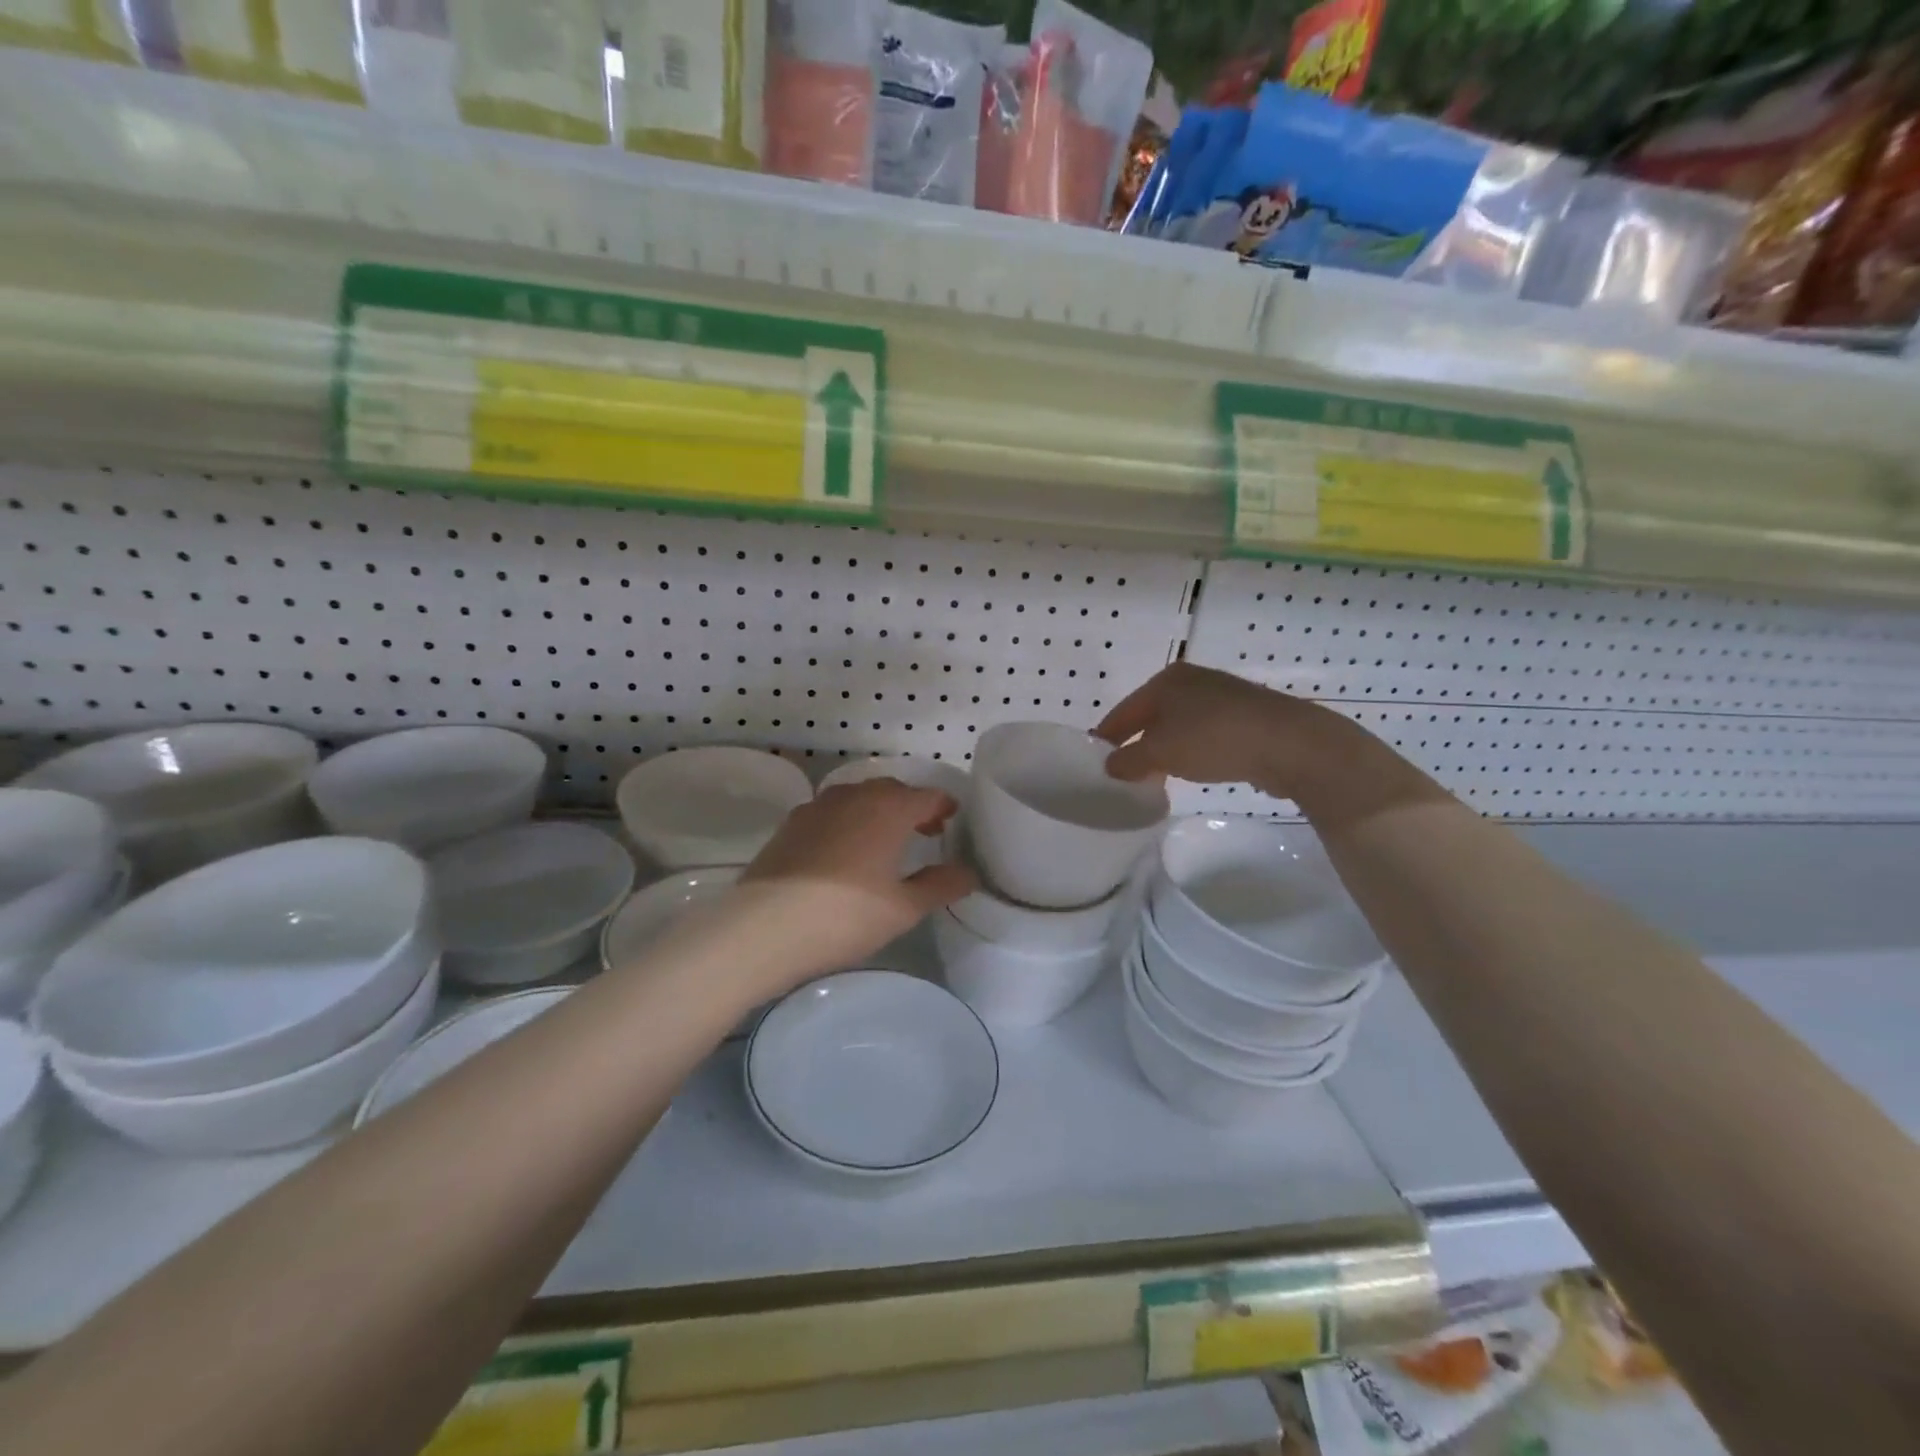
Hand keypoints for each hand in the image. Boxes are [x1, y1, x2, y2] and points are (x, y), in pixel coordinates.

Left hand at [734, 779, 974, 985]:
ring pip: (858, 798)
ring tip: (884, 840)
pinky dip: (847, 822)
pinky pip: (830, 812)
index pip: (927, 796)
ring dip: (877, 811)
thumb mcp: (903, 908)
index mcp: (889, 808)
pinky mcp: (790, 824)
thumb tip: (968, 873)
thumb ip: (940, 886)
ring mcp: (817, 807)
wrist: (764, 927)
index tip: (952, 818)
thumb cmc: (846, 915)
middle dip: (912, 806)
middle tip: (925, 831)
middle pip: (892, 791)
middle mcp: (854, 796)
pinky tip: (844, 851)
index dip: (944, 806)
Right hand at [1095, 664, 1439, 823]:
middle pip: (1152, 715)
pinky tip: (1196, 769)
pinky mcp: (1248, 715)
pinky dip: (1194, 750)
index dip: (1107, 736)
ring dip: (1167, 748)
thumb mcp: (1160, 752)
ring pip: (1181, 724)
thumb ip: (1129, 760)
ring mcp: (1224, 695)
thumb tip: (1111, 766)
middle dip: (1137, 742)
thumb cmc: (1213, 739)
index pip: (1124, 710)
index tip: (1095, 759)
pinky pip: (1207, 733)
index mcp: (1166, 680)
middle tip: (1124, 771)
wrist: (1290, 743)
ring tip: (1158, 774)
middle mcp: (1193, 680)